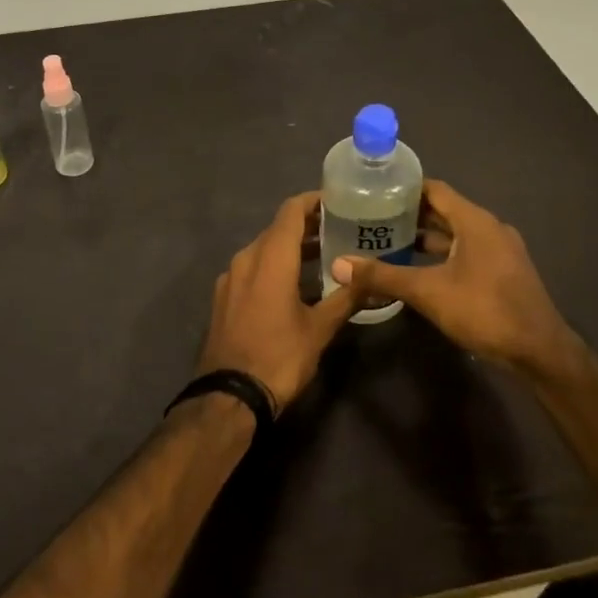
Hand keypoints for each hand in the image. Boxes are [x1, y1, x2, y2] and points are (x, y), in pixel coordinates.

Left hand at [196, 192, 359, 412]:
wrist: (228, 396)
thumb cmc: (279, 357)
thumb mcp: (319, 329)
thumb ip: (346, 298)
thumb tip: (373, 278)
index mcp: (270, 258)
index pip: (291, 211)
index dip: (313, 201)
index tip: (337, 201)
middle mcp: (246, 258)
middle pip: (277, 229)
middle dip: (307, 226)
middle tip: (340, 229)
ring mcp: (230, 278)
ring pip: (264, 249)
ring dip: (291, 248)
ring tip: (323, 256)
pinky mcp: (223, 297)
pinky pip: (252, 268)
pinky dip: (274, 266)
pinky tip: (294, 285)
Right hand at [334, 180, 576, 373]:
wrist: (540, 352)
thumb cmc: (485, 310)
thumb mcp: (428, 292)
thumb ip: (384, 276)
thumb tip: (339, 265)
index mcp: (475, 220)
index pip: (435, 190)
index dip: (405, 188)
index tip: (374, 191)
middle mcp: (489, 228)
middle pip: (444, 211)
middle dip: (410, 214)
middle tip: (372, 218)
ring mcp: (499, 251)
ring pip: (455, 234)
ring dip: (425, 237)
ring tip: (388, 242)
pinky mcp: (503, 272)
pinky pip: (466, 252)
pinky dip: (441, 255)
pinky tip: (418, 270)